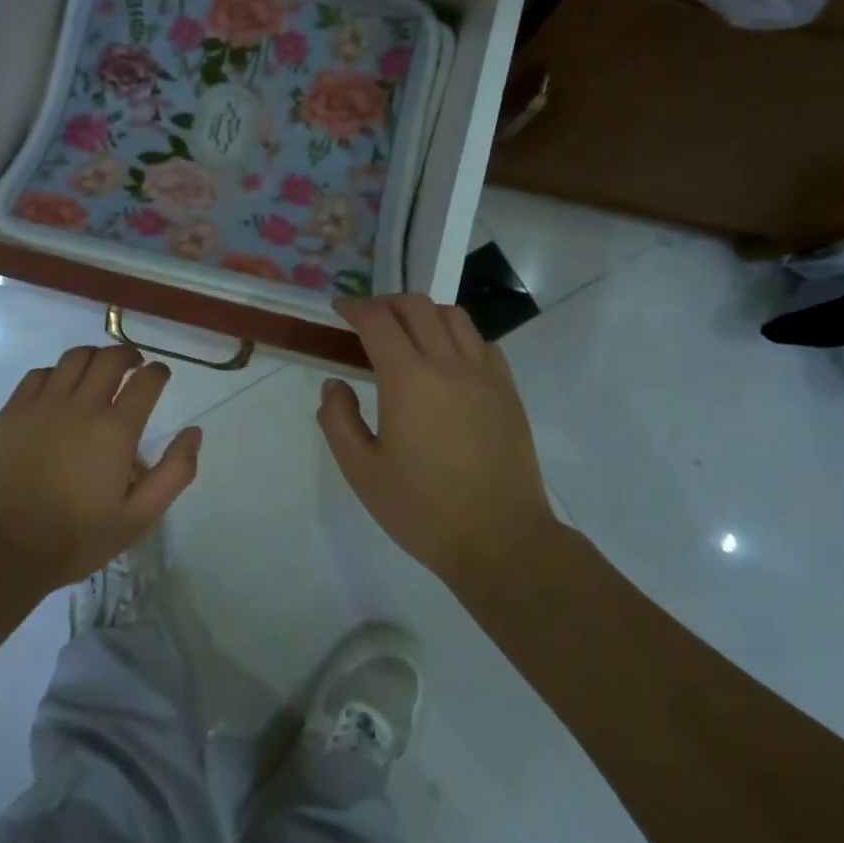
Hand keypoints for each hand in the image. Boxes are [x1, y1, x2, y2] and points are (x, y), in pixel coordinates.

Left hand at [0, 345, 202, 589]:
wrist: (6, 548)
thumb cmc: (79, 536)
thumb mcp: (140, 516)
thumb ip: (175, 472)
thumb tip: (193, 432)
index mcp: (116, 430)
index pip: (146, 380)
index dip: (159, 372)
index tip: (161, 376)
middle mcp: (81, 406)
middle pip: (110, 358)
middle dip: (129, 355)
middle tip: (135, 366)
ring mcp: (42, 405)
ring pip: (74, 358)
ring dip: (94, 358)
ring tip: (99, 372)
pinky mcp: (13, 412)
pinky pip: (39, 374)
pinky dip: (57, 373)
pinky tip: (60, 389)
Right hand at [318, 294, 559, 583]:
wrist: (500, 539)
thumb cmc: (422, 510)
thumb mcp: (361, 472)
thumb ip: (338, 420)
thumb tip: (335, 385)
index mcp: (408, 380)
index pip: (378, 322)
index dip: (354, 307)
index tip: (339, 309)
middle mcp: (449, 365)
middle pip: (417, 306)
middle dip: (386, 303)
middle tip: (367, 319)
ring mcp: (485, 375)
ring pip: (454, 316)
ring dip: (423, 313)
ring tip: (406, 332)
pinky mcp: (508, 391)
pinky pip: (481, 342)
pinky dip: (456, 334)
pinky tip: (446, 359)